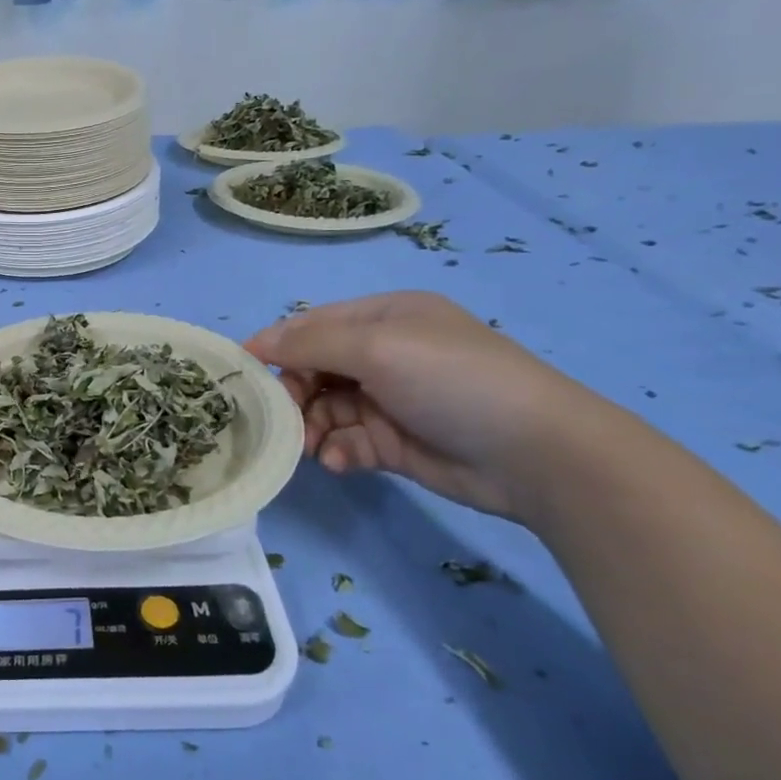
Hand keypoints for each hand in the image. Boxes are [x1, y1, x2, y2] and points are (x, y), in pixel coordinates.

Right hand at [245, 291, 598, 519]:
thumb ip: (309, 344)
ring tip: (311, 447)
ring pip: (326, 408)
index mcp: (384, 318)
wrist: (535, 453)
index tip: (245, 373)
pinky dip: (338, 450)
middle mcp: (385, 354)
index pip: (313, 325)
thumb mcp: (376, 347)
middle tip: (285, 417)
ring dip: (312, 426)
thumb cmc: (451, 379)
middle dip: (294, 392)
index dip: (277, 345)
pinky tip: (341, 461)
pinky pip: (348, 441)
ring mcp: (390, 399)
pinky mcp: (395, 442)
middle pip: (314, 368)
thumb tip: (254, 342)